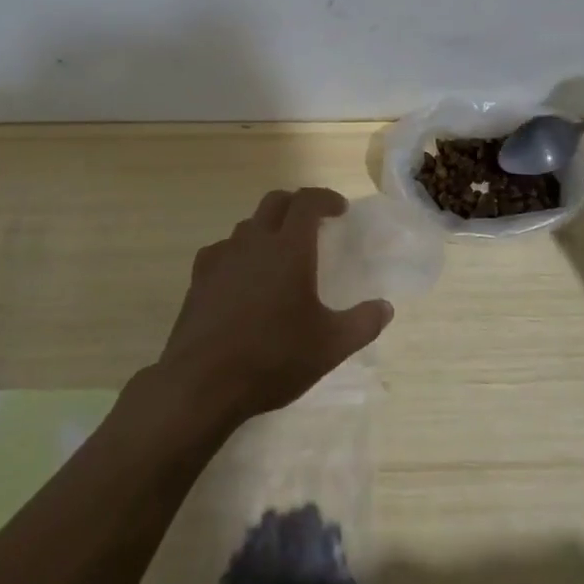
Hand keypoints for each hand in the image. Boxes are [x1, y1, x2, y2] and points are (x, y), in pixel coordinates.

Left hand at [155, 188, 392, 425]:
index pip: (307, 202)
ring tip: (279, 254)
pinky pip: (222, 250)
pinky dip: (238, 252)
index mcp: (289, 248)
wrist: (201, 384)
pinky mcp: (199, 278)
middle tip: (312, 223)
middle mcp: (254, 242)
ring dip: (267, 228)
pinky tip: (242, 278)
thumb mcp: (330, 347)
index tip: (339, 210)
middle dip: (296, 205)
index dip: (325, 198)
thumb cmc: (273, 358)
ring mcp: (222, 257)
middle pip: (275, 202)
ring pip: (247, 225)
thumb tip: (385, 307)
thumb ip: (363, 323)